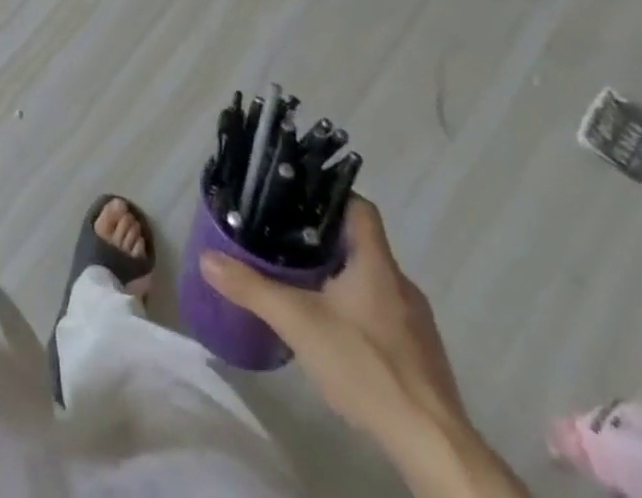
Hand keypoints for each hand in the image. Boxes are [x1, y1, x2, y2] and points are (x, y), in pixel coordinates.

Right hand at [201, 198, 523, 497]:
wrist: (434, 446)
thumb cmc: (367, 366)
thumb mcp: (298, 323)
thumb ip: (252, 288)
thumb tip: (207, 258)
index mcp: (377, 263)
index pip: (359, 207)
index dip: (329, 195)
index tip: (296, 198)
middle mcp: (401, 284)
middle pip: (361, 244)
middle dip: (324, 241)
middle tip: (284, 242)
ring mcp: (416, 323)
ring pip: (372, 282)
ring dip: (340, 279)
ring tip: (302, 286)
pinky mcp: (421, 358)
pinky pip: (383, 315)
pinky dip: (358, 313)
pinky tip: (334, 335)